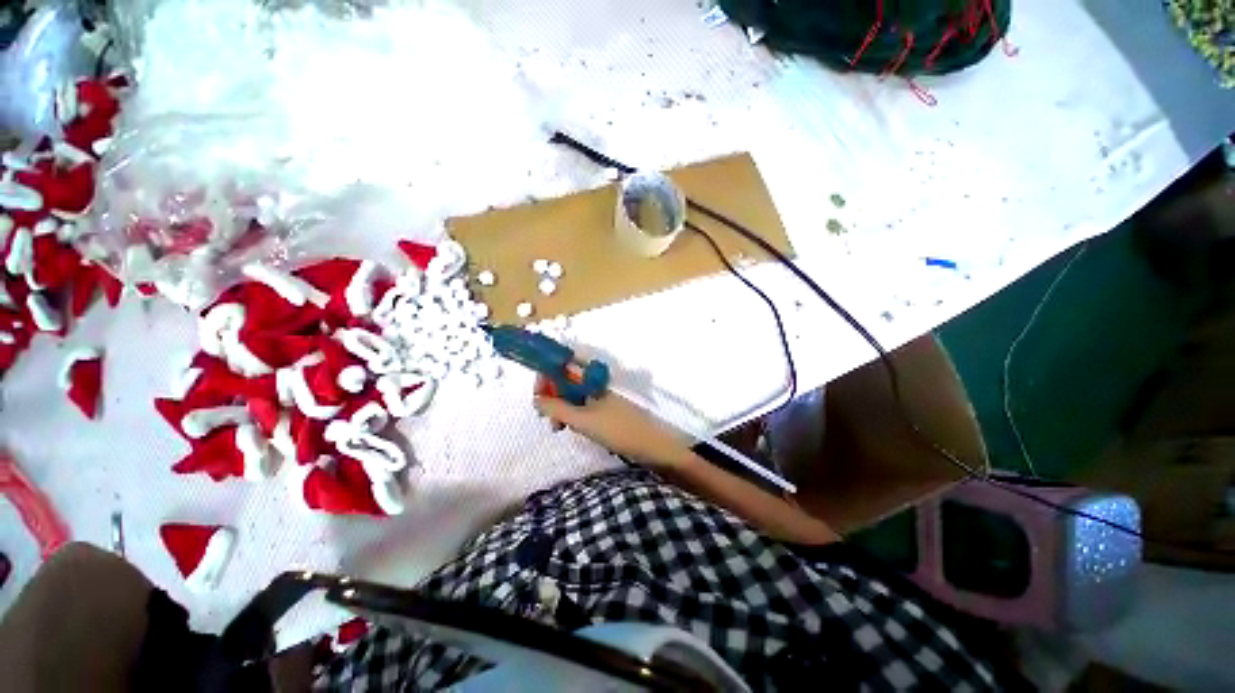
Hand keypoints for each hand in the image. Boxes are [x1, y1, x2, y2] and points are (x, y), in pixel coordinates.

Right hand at [533, 380, 692, 470]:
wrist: (651, 445)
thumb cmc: (617, 429)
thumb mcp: (582, 420)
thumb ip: (556, 408)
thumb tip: (535, 399)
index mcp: (591, 378)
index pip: (562, 366)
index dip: (546, 377)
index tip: (538, 397)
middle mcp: (594, 383)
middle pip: (565, 381)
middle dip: (552, 396)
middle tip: (547, 419)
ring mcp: (600, 396)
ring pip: (572, 396)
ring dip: (560, 409)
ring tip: (558, 428)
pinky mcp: (603, 410)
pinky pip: (581, 407)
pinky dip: (572, 416)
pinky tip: (570, 428)